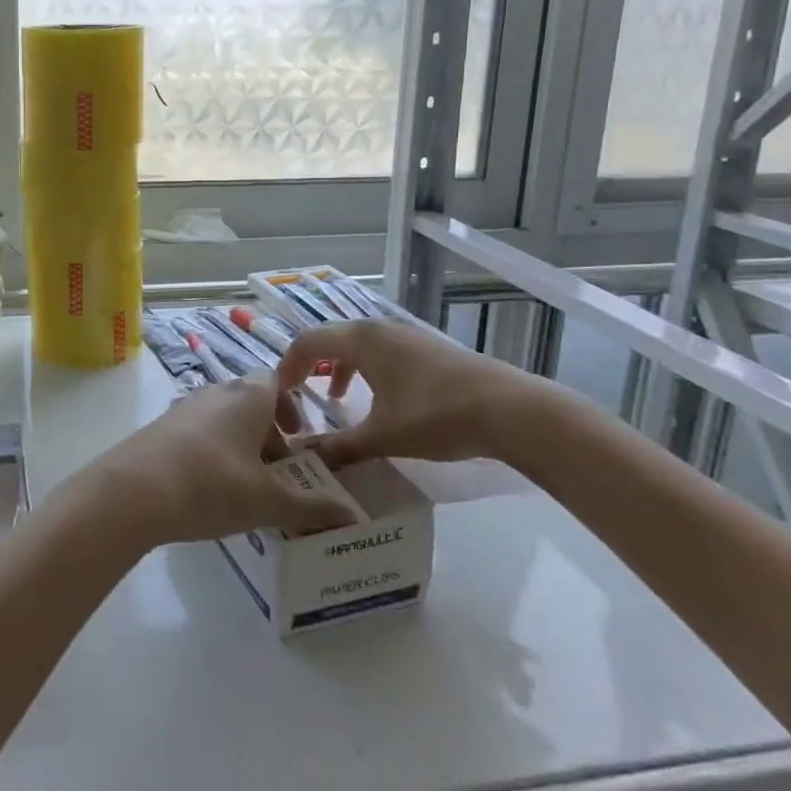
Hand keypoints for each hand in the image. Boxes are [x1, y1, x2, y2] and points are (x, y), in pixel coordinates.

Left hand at [75, 376, 362, 548]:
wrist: (131, 491)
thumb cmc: (211, 484)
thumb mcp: (268, 501)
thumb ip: (312, 508)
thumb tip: (353, 517)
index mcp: (247, 396)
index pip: (276, 383)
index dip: (292, 409)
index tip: (300, 441)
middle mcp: (215, 392)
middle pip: (250, 403)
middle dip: (268, 435)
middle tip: (278, 475)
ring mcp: (183, 408)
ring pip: (222, 420)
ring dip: (239, 447)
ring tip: (246, 490)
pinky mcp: (159, 429)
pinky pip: (197, 435)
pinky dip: (211, 455)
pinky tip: (208, 492)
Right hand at [277, 318, 553, 467]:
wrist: (511, 410)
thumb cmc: (436, 416)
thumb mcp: (382, 437)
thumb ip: (340, 447)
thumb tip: (305, 461)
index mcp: (361, 340)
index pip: (308, 343)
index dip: (288, 367)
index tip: (280, 395)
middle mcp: (379, 329)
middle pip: (332, 339)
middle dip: (312, 366)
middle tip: (302, 396)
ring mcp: (407, 336)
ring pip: (359, 346)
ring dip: (341, 369)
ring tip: (337, 399)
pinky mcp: (429, 350)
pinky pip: (382, 353)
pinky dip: (367, 371)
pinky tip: (380, 400)